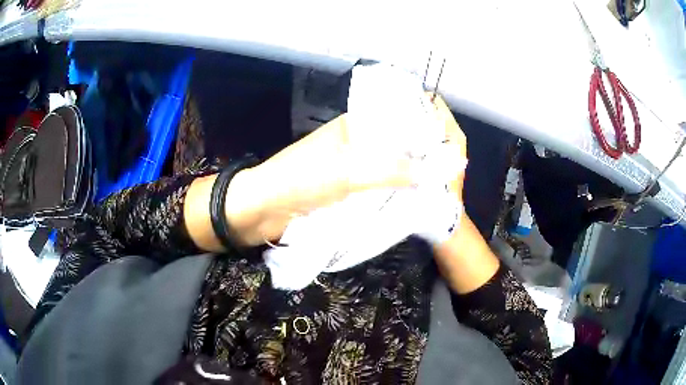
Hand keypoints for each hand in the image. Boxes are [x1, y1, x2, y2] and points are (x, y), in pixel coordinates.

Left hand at [185, 95, 467, 250]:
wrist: (261, 210)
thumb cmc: (299, 181)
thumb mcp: (347, 173)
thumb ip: (389, 171)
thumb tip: (431, 173)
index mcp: (353, 127)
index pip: (397, 122)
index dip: (421, 134)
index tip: (447, 149)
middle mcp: (355, 144)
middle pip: (394, 149)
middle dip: (417, 160)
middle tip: (447, 174)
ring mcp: (350, 169)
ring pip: (386, 170)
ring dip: (405, 180)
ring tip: (436, 189)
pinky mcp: (345, 191)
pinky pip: (375, 190)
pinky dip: (390, 195)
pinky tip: (410, 202)